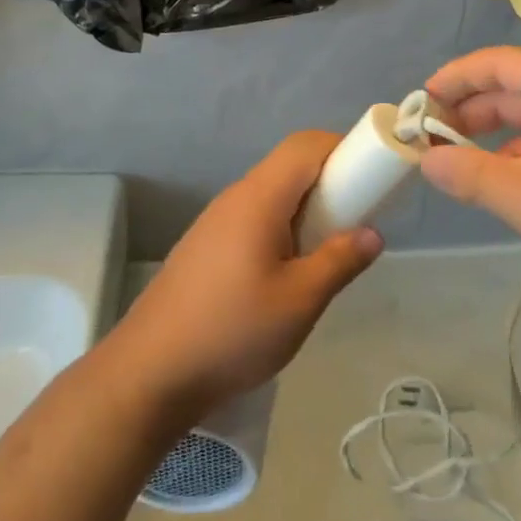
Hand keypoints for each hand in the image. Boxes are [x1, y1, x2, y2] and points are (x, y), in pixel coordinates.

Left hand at [108, 131, 383, 421]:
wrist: (148, 375)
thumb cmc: (232, 332)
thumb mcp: (300, 301)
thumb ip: (340, 261)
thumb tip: (372, 233)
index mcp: (259, 198)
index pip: (305, 145)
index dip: (343, 147)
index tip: (372, 176)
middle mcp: (235, 198)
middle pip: (290, 166)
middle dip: (330, 181)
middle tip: (357, 219)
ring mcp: (215, 222)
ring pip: (272, 194)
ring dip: (307, 208)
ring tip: (326, 252)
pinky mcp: (205, 247)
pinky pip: (254, 218)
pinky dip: (283, 228)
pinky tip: (287, 273)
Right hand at [419, 47, 520, 308]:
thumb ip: (469, 175)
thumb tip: (428, 159)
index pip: (498, 63)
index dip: (454, 78)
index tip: (420, 102)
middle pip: (515, 88)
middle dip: (470, 110)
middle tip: (430, 138)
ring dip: (494, 137)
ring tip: (459, 165)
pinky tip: (505, 186)